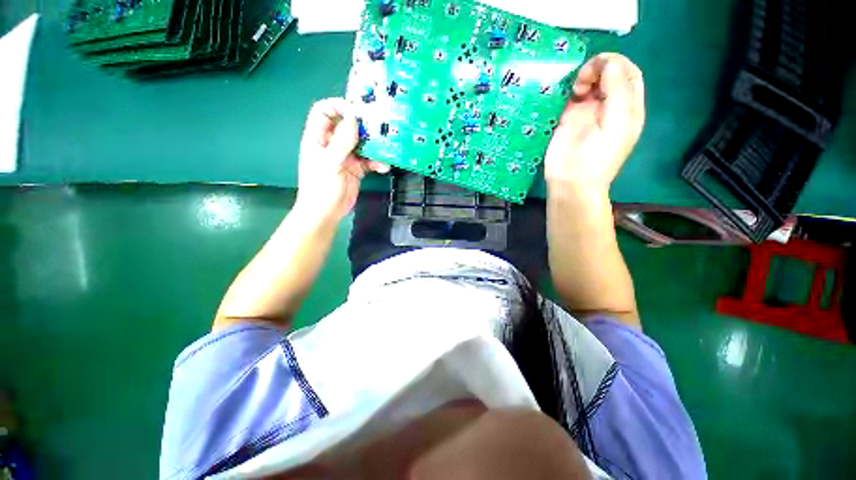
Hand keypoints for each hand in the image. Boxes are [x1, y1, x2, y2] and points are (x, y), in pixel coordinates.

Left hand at [295, 98, 389, 221]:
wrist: (326, 213)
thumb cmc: (321, 188)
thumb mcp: (330, 163)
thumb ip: (342, 141)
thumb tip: (354, 118)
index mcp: (318, 137)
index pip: (324, 111)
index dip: (339, 106)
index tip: (358, 111)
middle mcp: (332, 144)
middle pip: (347, 125)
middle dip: (363, 125)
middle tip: (380, 126)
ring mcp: (345, 156)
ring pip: (361, 143)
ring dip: (374, 145)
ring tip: (386, 148)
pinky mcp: (356, 168)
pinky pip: (369, 160)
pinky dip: (377, 162)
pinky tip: (383, 167)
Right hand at [545, 53, 644, 193]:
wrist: (570, 183)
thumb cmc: (596, 159)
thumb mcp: (616, 125)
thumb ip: (617, 92)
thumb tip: (608, 62)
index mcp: (627, 108)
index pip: (628, 73)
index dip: (616, 62)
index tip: (599, 66)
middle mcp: (608, 106)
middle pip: (607, 74)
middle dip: (597, 68)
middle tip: (583, 80)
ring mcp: (586, 112)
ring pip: (588, 82)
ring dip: (582, 78)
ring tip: (575, 90)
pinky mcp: (566, 119)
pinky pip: (568, 97)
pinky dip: (566, 90)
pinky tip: (565, 95)